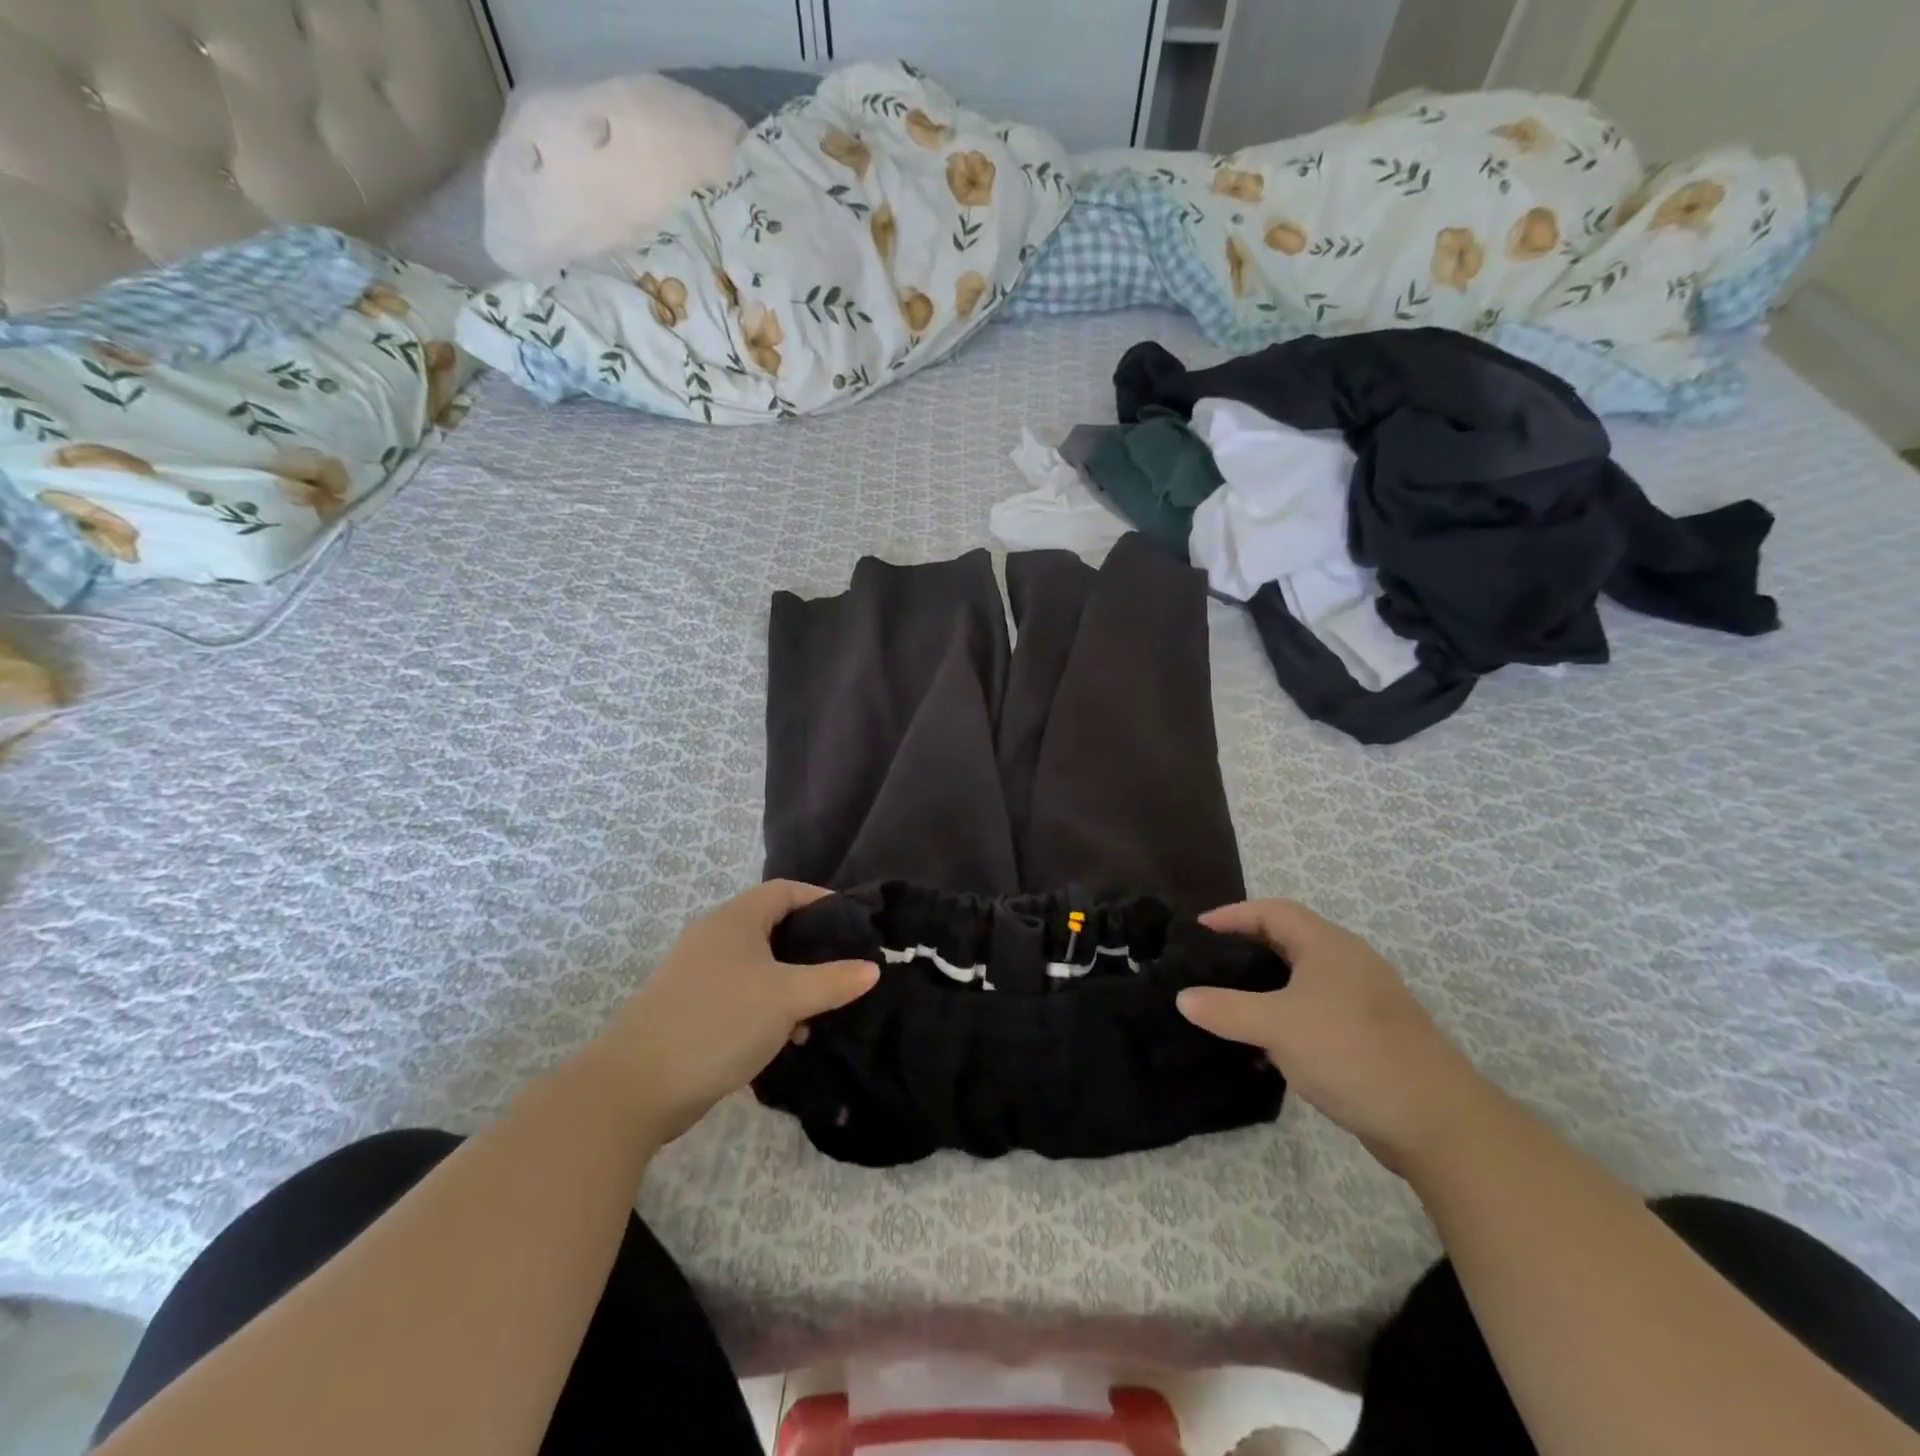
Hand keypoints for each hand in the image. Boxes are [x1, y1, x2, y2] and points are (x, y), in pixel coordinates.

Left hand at [598, 881, 877, 1146]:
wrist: (635, 1087)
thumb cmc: (718, 1022)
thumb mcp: (786, 998)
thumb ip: (833, 981)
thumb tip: (873, 968)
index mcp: (735, 920)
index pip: (785, 891)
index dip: (821, 900)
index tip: (854, 924)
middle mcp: (715, 937)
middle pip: (774, 928)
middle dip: (811, 948)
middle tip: (844, 968)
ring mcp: (699, 974)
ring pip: (759, 966)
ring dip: (791, 984)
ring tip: (819, 1012)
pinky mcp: (691, 1008)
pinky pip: (742, 995)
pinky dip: (768, 1007)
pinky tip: (786, 1038)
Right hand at [1178, 899, 1488, 1168]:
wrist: (1436, 1120)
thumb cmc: (1350, 1051)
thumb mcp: (1277, 1026)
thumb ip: (1226, 1009)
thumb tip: (1183, 998)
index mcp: (1328, 946)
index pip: (1273, 911)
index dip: (1234, 914)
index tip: (1199, 929)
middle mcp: (1349, 963)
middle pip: (1289, 941)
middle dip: (1248, 949)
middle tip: (1211, 964)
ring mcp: (1365, 1000)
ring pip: (1303, 980)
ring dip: (1267, 988)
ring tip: (1231, 1004)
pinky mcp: (1372, 1035)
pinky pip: (1317, 1012)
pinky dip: (1287, 1018)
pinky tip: (1269, 1049)